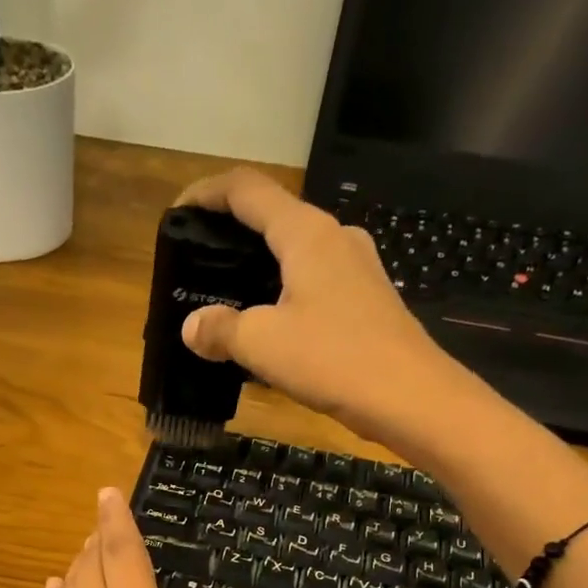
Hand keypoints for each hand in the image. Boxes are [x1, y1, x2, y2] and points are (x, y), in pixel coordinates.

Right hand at [175, 167, 450, 437]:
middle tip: (199, 264)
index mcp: (306, 233)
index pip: (247, 189)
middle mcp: (334, 238)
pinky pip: (314, 282)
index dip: (206, 193)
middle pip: (274, 217)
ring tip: (228, 299)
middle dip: (232, 234)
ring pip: (295, 253)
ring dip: (259, 267)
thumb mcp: (262, 344)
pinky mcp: (367, 299)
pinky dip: (283, 293)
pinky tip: (270, 327)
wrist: (410, 397)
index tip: (177, 214)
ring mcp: (357, 268)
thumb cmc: (333, 358)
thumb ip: (220, 329)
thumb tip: (192, 327)